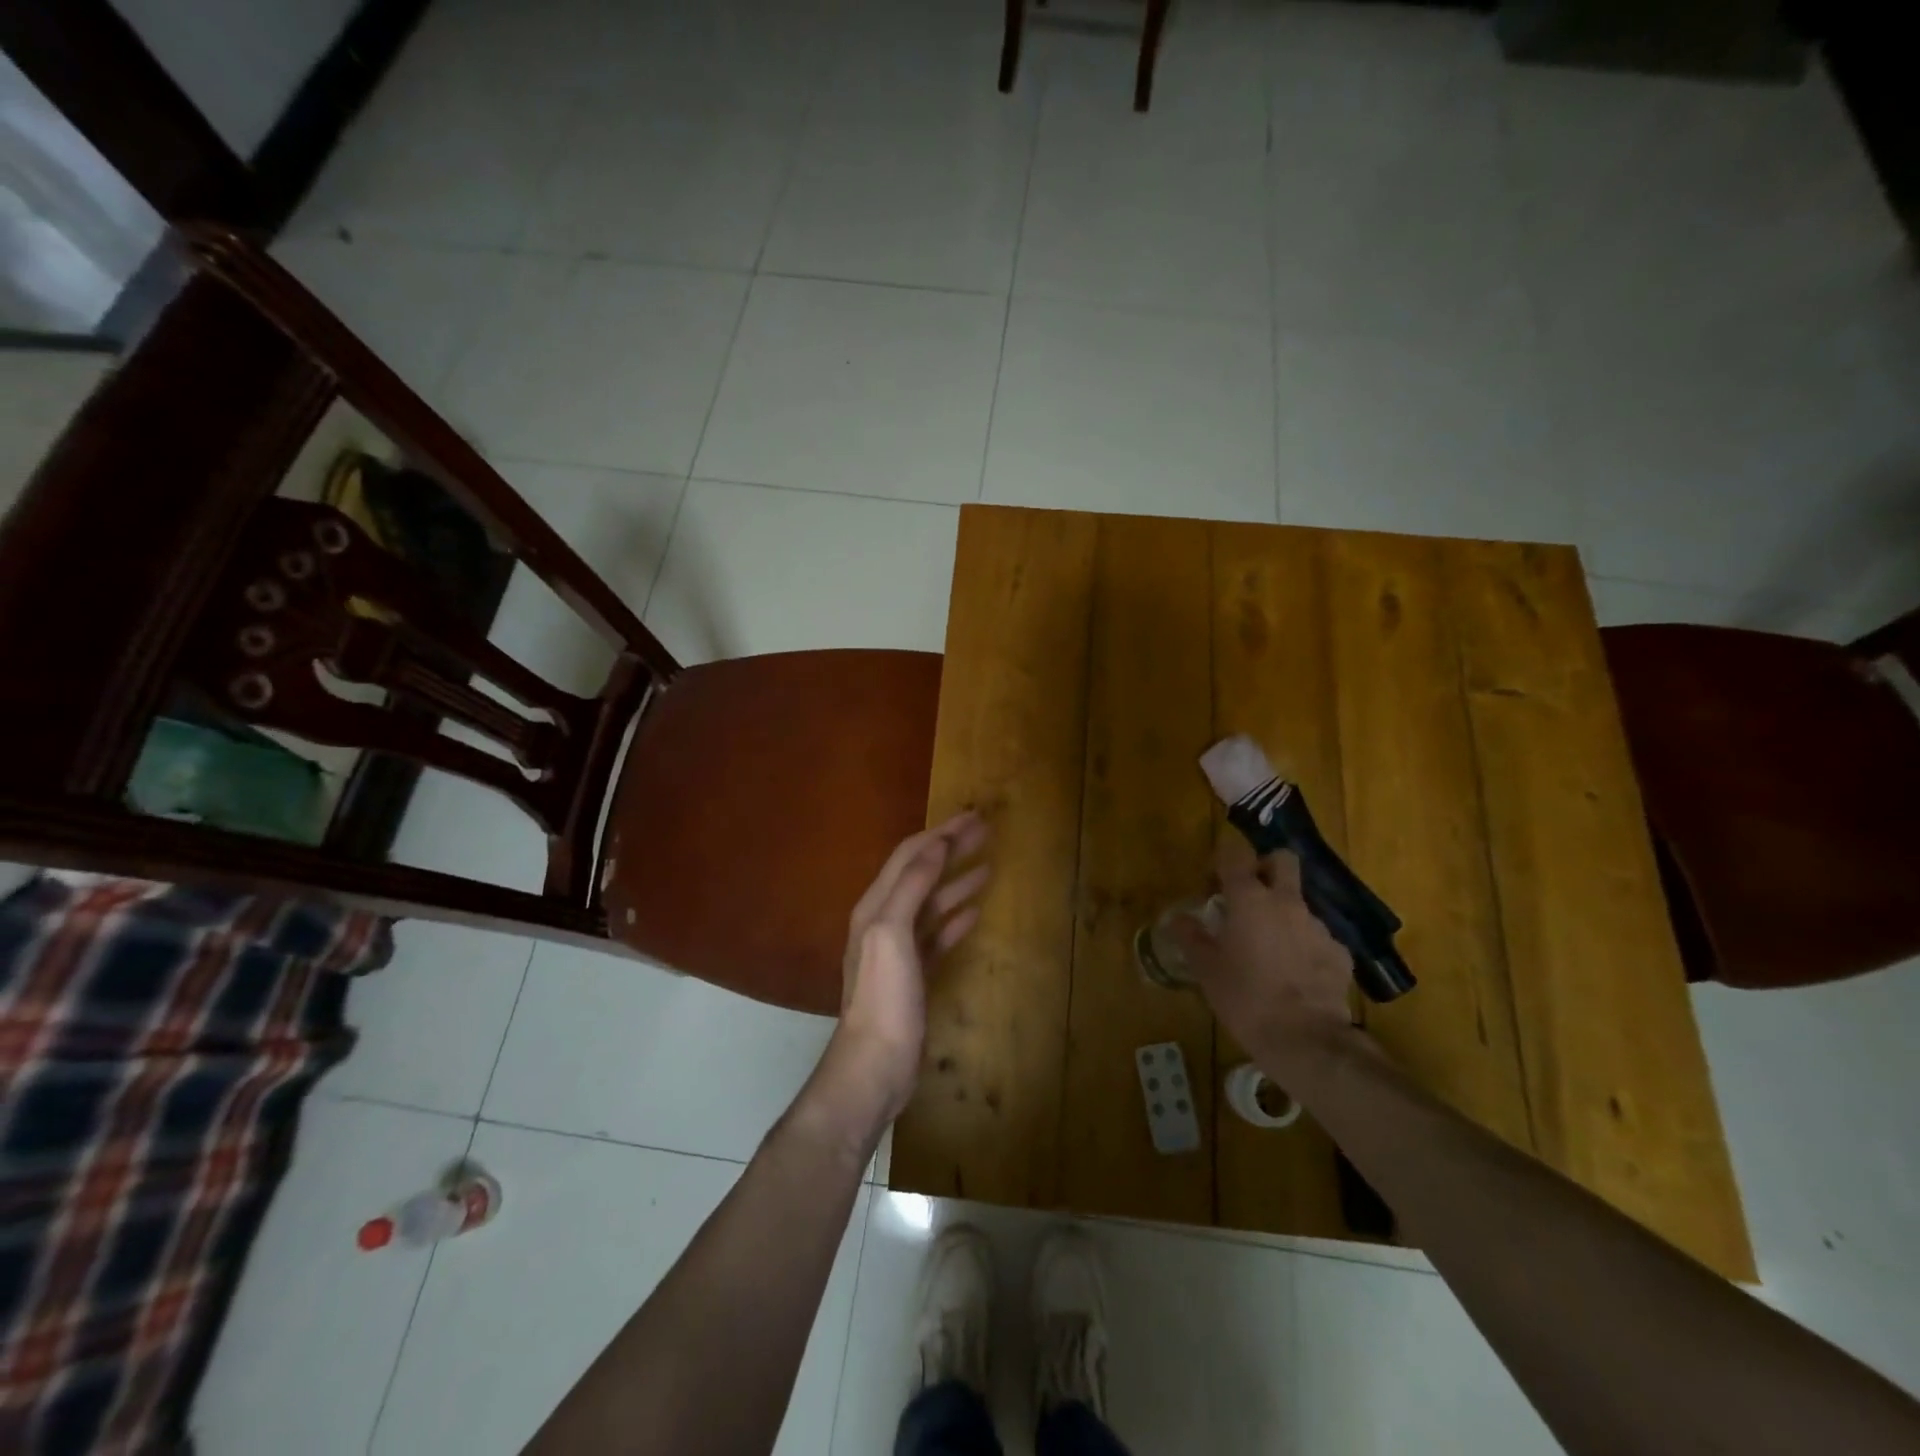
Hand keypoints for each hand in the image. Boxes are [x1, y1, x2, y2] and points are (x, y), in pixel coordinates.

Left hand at [826, 811, 988, 1122]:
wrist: (875, 1064)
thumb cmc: (884, 996)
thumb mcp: (892, 933)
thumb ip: (912, 886)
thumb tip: (936, 846)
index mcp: (876, 906)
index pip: (909, 855)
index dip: (940, 833)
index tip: (972, 817)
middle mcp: (884, 920)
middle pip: (922, 874)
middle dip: (951, 850)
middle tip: (985, 831)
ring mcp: (899, 949)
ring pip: (932, 904)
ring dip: (956, 882)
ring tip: (987, 866)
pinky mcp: (915, 974)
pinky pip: (937, 936)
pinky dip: (954, 919)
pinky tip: (975, 913)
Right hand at [1171, 835, 1357, 1070]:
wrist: (1305, 1039)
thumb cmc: (1245, 998)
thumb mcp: (1206, 969)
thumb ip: (1191, 937)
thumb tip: (1178, 919)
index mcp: (1249, 900)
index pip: (1235, 854)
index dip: (1222, 861)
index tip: (1213, 884)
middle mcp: (1286, 902)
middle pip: (1282, 860)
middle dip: (1266, 867)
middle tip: (1249, 896)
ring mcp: (1317, 926)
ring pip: (1299, 903)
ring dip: (1283, 915)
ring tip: (1270, 950)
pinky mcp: (1339, 953)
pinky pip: (1317, 938)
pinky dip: (1304, 947)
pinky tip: (1295, 974)